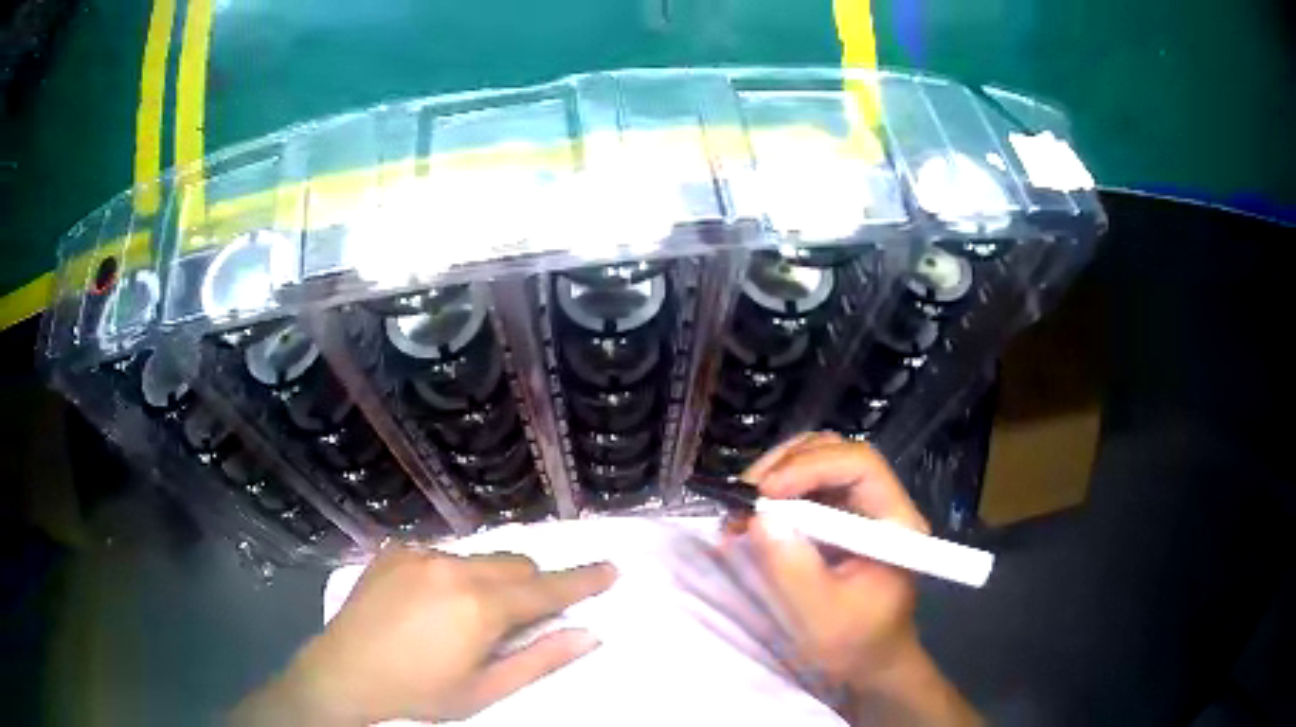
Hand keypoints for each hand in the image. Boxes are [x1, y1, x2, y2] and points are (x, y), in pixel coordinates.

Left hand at [233, 546, 615, 724]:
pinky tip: (429, 604)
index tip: (611, 569)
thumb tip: (588, 634)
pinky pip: (441, 555)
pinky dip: (453, 574)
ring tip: (467, 617)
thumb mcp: (486, 691)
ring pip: (478, 558)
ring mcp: (420, 554)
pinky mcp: (395, 551)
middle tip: (526, 616)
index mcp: (480, 606)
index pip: (547, 589)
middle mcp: (453, 567)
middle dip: (532, 585)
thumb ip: (541, 659)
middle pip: (515, 564)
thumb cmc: (420, 693)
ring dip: (490, 580)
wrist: (343, 674)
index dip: (583, 581)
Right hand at [740, 432, 979, 725]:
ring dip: (776, 476)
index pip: (860, 465)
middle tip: (744, 497)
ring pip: (818, 463)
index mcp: (895, 523)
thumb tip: (760, 518)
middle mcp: (881, 504)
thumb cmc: (854, 646)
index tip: (765, 494)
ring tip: (742, 508)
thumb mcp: (820, 618)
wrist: (869, 664)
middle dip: (785, 466)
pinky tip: (752, 518)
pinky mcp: (839, 519)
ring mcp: (860, 509)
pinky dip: (775, 494)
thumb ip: (793, 570)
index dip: (811, 467)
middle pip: (836, 453)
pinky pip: (806, 488)